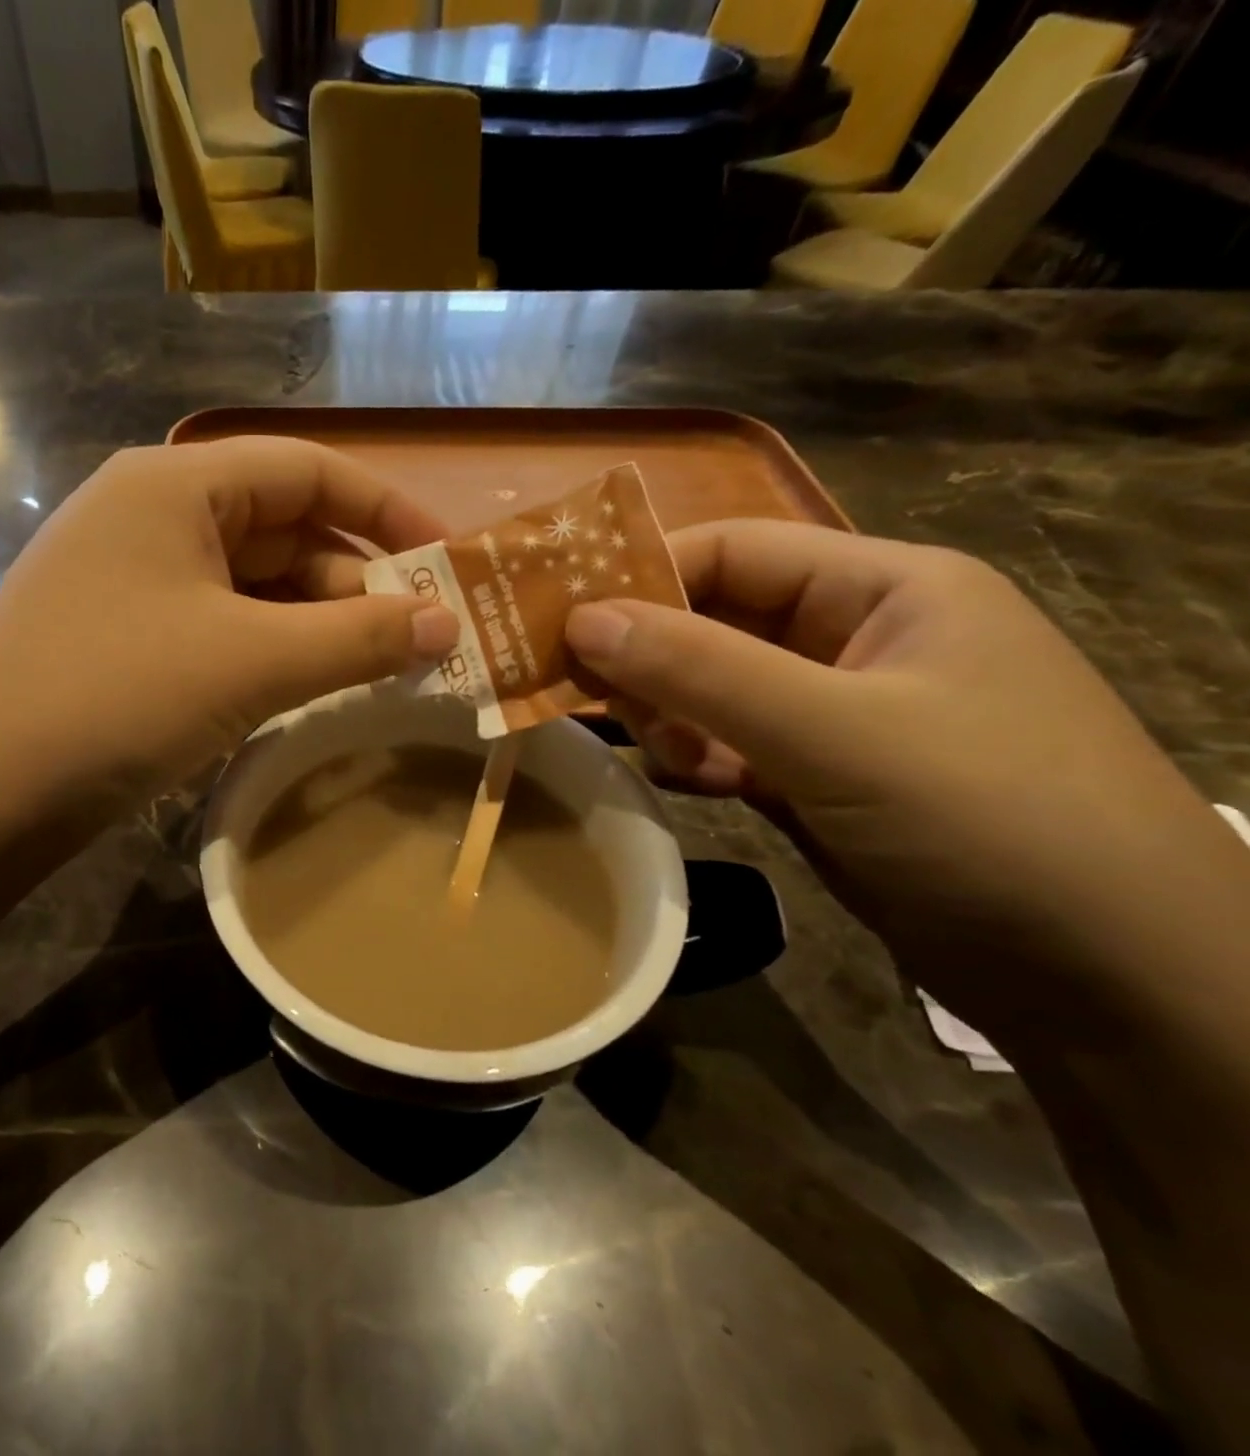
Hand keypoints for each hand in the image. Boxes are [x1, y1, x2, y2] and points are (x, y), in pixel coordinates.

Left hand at [0, 436, 458, 801]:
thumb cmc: (116, 696)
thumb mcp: (250, 662)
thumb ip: (356, 638)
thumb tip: (449, 624)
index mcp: (176, 486)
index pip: (305, 468)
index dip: (386, 509)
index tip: (449, 560)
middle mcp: (152, 518)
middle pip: (281, 528)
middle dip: (356, 578)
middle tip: (422, 633)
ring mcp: (133, 583)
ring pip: (252, 586)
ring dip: (317, 621)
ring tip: (381, 666)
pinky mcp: (125, 641)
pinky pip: (220, 628)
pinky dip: (272, 650)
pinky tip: (310, 685)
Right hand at [565, 519, 1245, 1037]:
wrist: (1114, 983)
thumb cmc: (991, 821)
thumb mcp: (837, 733)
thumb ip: (700, 670)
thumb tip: (581, 620)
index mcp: (884, 587)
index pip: (733, 548)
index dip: (642, 573)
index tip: (560, 619)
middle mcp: (855, 638)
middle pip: (713, 619)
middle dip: (645, 654)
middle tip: (577, 692)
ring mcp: (835, 714)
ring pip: (712, 688)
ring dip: (667, 714)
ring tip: (651, 752)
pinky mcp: (818, 778)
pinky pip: (727, 746)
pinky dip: (691, 758)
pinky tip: (672, 780)